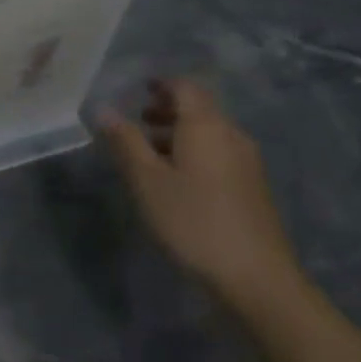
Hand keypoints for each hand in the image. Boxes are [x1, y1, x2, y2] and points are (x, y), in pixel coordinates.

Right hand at [99, 79, 302, 310]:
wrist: (255, 277)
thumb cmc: (192, 220)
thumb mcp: (146, 180)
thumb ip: (125, 141)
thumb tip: (105, 110)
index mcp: (206, 126)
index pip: (185, 87)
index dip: (161, 84)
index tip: (138, 89)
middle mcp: (231, 135)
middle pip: (200, 109)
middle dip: (168, 109)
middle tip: (137, 121)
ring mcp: (247, 162)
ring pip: (210, 133)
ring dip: (179, 133)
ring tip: (149, 153)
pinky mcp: (252, 187)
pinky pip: (219, 153)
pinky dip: (194, 152)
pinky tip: (176, 179)